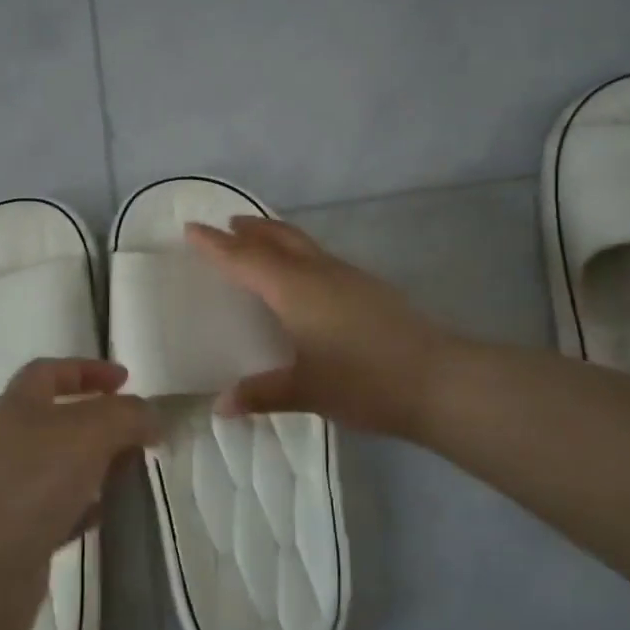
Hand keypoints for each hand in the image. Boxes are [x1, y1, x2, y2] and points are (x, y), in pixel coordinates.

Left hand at [0, 358, 155, 629]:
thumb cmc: (22, 482)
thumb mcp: (86, 432)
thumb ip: (126, 417)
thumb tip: (152, 416)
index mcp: (14, 408)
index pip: (49, 374)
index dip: (86, 371)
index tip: (126, 380)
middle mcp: (4, 447)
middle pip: (55, 424)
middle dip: (97, 425)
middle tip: (139, 437)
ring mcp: (4, 498)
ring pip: (57, 473)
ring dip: (93, 470)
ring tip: (132, 477)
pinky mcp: (10, 546)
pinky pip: (55, 519)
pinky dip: (82, 514)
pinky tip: (107, 520)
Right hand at [186, 216, 452, 438]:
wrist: (438, 379)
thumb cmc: (364, 381)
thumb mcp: (307, 391)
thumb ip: (262, 394)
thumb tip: (220, 406)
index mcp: (295, 290)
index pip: (245, 259)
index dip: (216, 245)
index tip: (192, 228)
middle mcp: (319, 273)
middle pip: (277, 238)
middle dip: (250, 230)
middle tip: (227, 224)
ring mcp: (348, 276)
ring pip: (302, 244)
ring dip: (276, 236)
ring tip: (259, 239)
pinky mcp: (368, 287)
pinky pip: (320, 257)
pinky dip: (299, 253)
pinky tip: (304, 276)